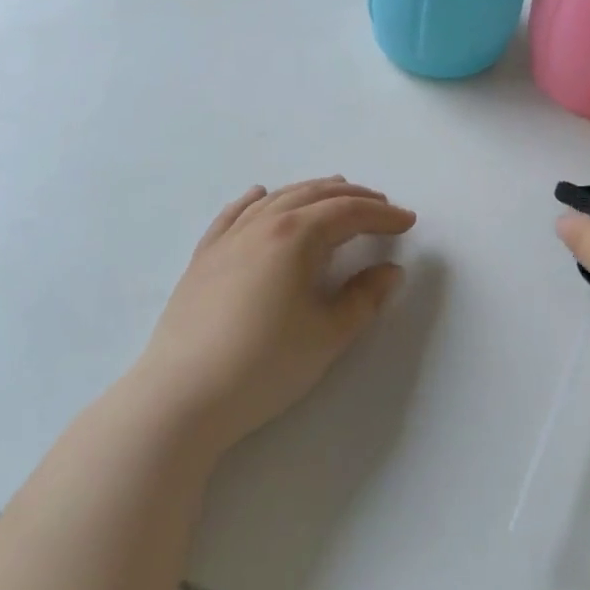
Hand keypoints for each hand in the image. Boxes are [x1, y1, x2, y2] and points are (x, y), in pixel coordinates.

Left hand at [133, 177, 416, 453]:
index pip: (349, 213)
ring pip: (277, 198)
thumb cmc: (264, 365)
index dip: (383, 215)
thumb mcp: (329, 335)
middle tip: (381, 206)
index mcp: (297, 237)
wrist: (181, 399)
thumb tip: (390, 271)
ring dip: (312, 191)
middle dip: (354, 197)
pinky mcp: (203, 258)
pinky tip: (261, 195)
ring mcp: (229, 239)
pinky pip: (234, 214)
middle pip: (315, 195)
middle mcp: (263, 224)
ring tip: (335, 191)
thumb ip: (365, 298)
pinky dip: (255, 200)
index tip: (408, 221)